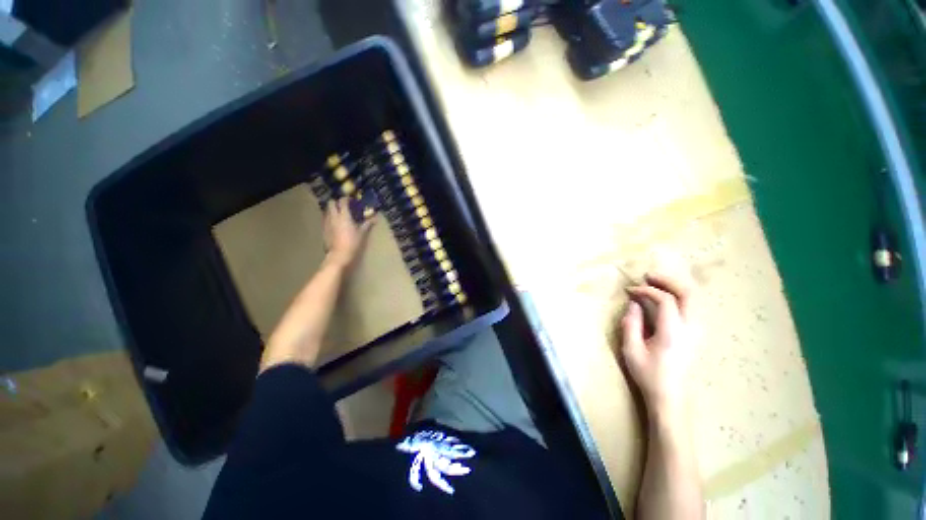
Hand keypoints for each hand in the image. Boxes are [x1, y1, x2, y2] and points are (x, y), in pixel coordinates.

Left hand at [323, 198, 373, 267]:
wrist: (339, 255)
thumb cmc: (353, 243)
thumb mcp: (362, 233)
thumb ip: (367, 224)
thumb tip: (375, 218)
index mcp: (344, 216)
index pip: (342, 201)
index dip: (347, 199)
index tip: (352, 200)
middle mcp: (333, 216)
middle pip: (331, 203)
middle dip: (337, 202)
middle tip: (344, 206)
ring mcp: (327, 223)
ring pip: (327, 210)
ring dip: (332, 210)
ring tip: (340, 214)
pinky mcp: (324, 229)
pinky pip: (326, 219)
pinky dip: (330, 218)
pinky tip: (335, 224)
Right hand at [620, 271, 696, 424]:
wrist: (670, 395)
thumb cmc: (648, 373)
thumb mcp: (631, 349)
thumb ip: (631, 323)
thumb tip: (634, 303)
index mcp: (673, 333)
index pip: (666, 300)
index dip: (647, 291)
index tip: (630, 290)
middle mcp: (691, 329)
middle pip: (689, 294)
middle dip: (668, 280)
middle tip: (648, 276)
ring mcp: (698, 331)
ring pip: (696, 298)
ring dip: (676, 286)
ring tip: (656, 282)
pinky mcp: (697, 334)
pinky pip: (694, 306)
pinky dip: (681, 295)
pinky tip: (667, 295)